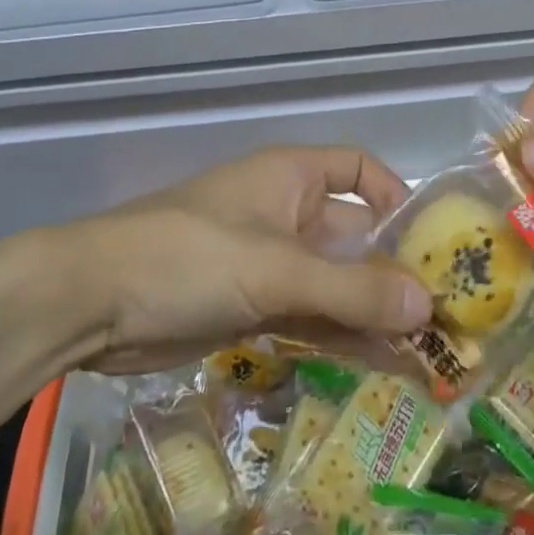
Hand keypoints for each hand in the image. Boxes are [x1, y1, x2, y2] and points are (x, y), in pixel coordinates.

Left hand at [22, 147, 432, 374]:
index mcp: (292, 178)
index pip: (360, 170)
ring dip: (374, 312)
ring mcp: (269, 263)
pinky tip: (382, 364)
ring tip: (425, 349)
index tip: (431, 240)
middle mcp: (287, 214)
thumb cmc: (189, 257)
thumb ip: (353, 289)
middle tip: (445, 312)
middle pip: (355, 235)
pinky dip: (342, 336)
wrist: (89, 304)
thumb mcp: (276, 270)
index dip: (397, 196)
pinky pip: (311, 316)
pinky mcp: (252, 307)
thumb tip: (428, 306)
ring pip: (336, 283)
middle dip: (395, 270)